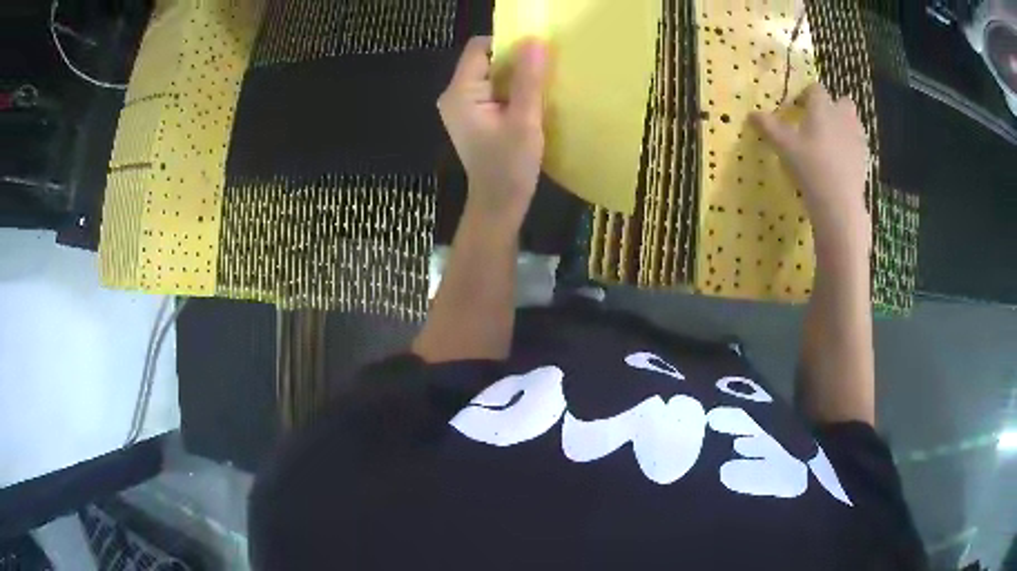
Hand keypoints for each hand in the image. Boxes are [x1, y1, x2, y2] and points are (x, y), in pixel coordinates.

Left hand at [438, 36, 547, 228]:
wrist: (498, 204)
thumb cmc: (509, 166)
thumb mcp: (524, 120)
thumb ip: (529, 80)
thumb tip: (535, 41)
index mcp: (460, 92)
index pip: (479, 48)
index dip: (507, 43)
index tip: (535, 53)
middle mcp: (454, 95)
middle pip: (485, 60)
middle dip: (514, 60)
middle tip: (544, 70)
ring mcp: (461, 106)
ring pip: (491, 75)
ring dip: (516, 76)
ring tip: (540, 86)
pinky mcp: (472, 117)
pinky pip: (492, 90)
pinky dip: (511, 90)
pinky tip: (529, 101)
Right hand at [751, 84, 870, 255]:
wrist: (839, 203)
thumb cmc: (810, 167)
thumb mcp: (783, 146)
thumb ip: (768, 127)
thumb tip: (752, 113)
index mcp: (822, 107)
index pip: (815, 89)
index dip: (806, 95)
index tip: (797, 107)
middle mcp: (842, 117)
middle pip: (842, 102)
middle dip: (833, 107)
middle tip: (819, 123)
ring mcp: (857, 138)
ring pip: (853, 123)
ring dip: (843, 126)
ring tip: (830, 143)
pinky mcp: (864, 160)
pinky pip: (858, 146)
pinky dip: (850, 149)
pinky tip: (840, 163)